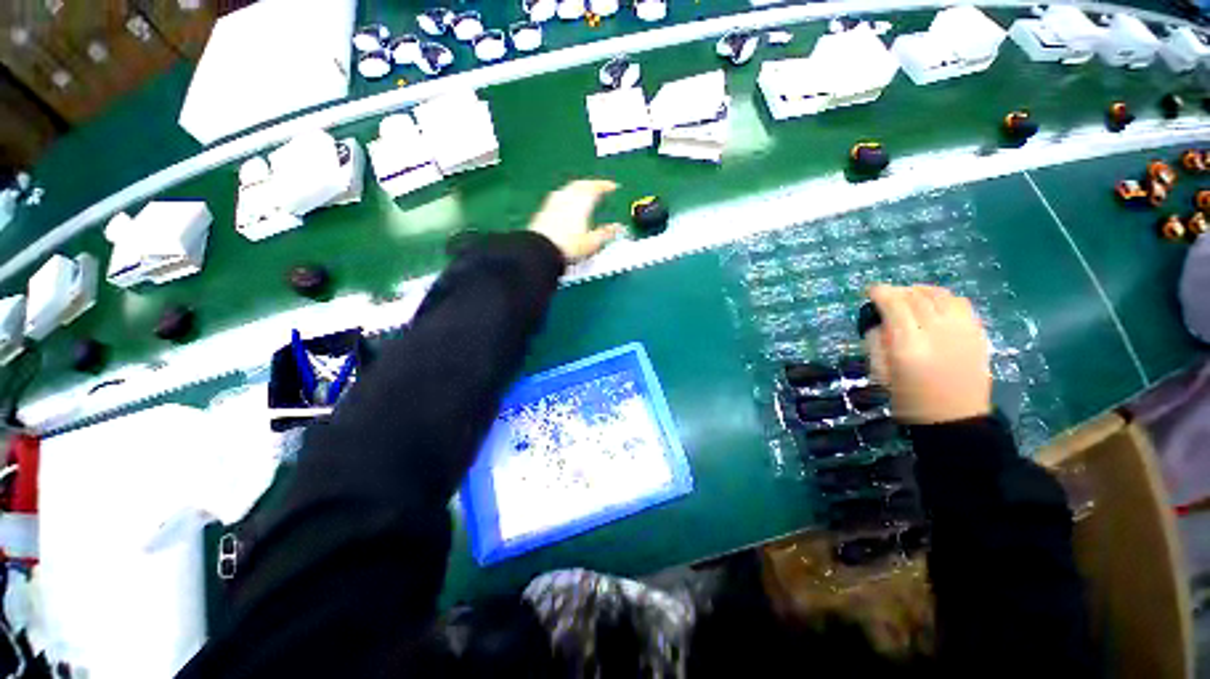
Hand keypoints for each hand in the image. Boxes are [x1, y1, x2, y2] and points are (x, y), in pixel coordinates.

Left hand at [529, 180, 624, 261]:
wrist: (540, 250)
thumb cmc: (566, 247)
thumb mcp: (592, 243)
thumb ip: (606, 234)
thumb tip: (618, 228)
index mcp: (581, 203)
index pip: (595, 188)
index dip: (605, 186)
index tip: (612, 186)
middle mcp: (567, 198)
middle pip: (580, 184)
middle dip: (591, 184)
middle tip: (598, 187)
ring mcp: (553, 203)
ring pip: (568, 188)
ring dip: (578, 187)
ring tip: (583, 192)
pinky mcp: (544, 210)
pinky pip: (558, 196)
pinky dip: (566, 195)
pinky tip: (565, 202)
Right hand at [865, 285, 991, 424]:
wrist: (954, 419)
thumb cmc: (908, 399)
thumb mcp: (879, 372)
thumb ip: (876, 342)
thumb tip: (879, 321)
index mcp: (908, 346)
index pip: (895, 305)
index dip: (881, 292)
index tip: (871, 291)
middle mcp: (937, 333)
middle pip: (916, 297)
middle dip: (898, 291)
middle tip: (887, 297)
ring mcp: (962, 331)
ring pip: (940, 295)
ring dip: (920, 291)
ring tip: (909, 297)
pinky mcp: (978, 334)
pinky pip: (960, 303)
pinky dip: (943, 297)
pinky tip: (934, 304)